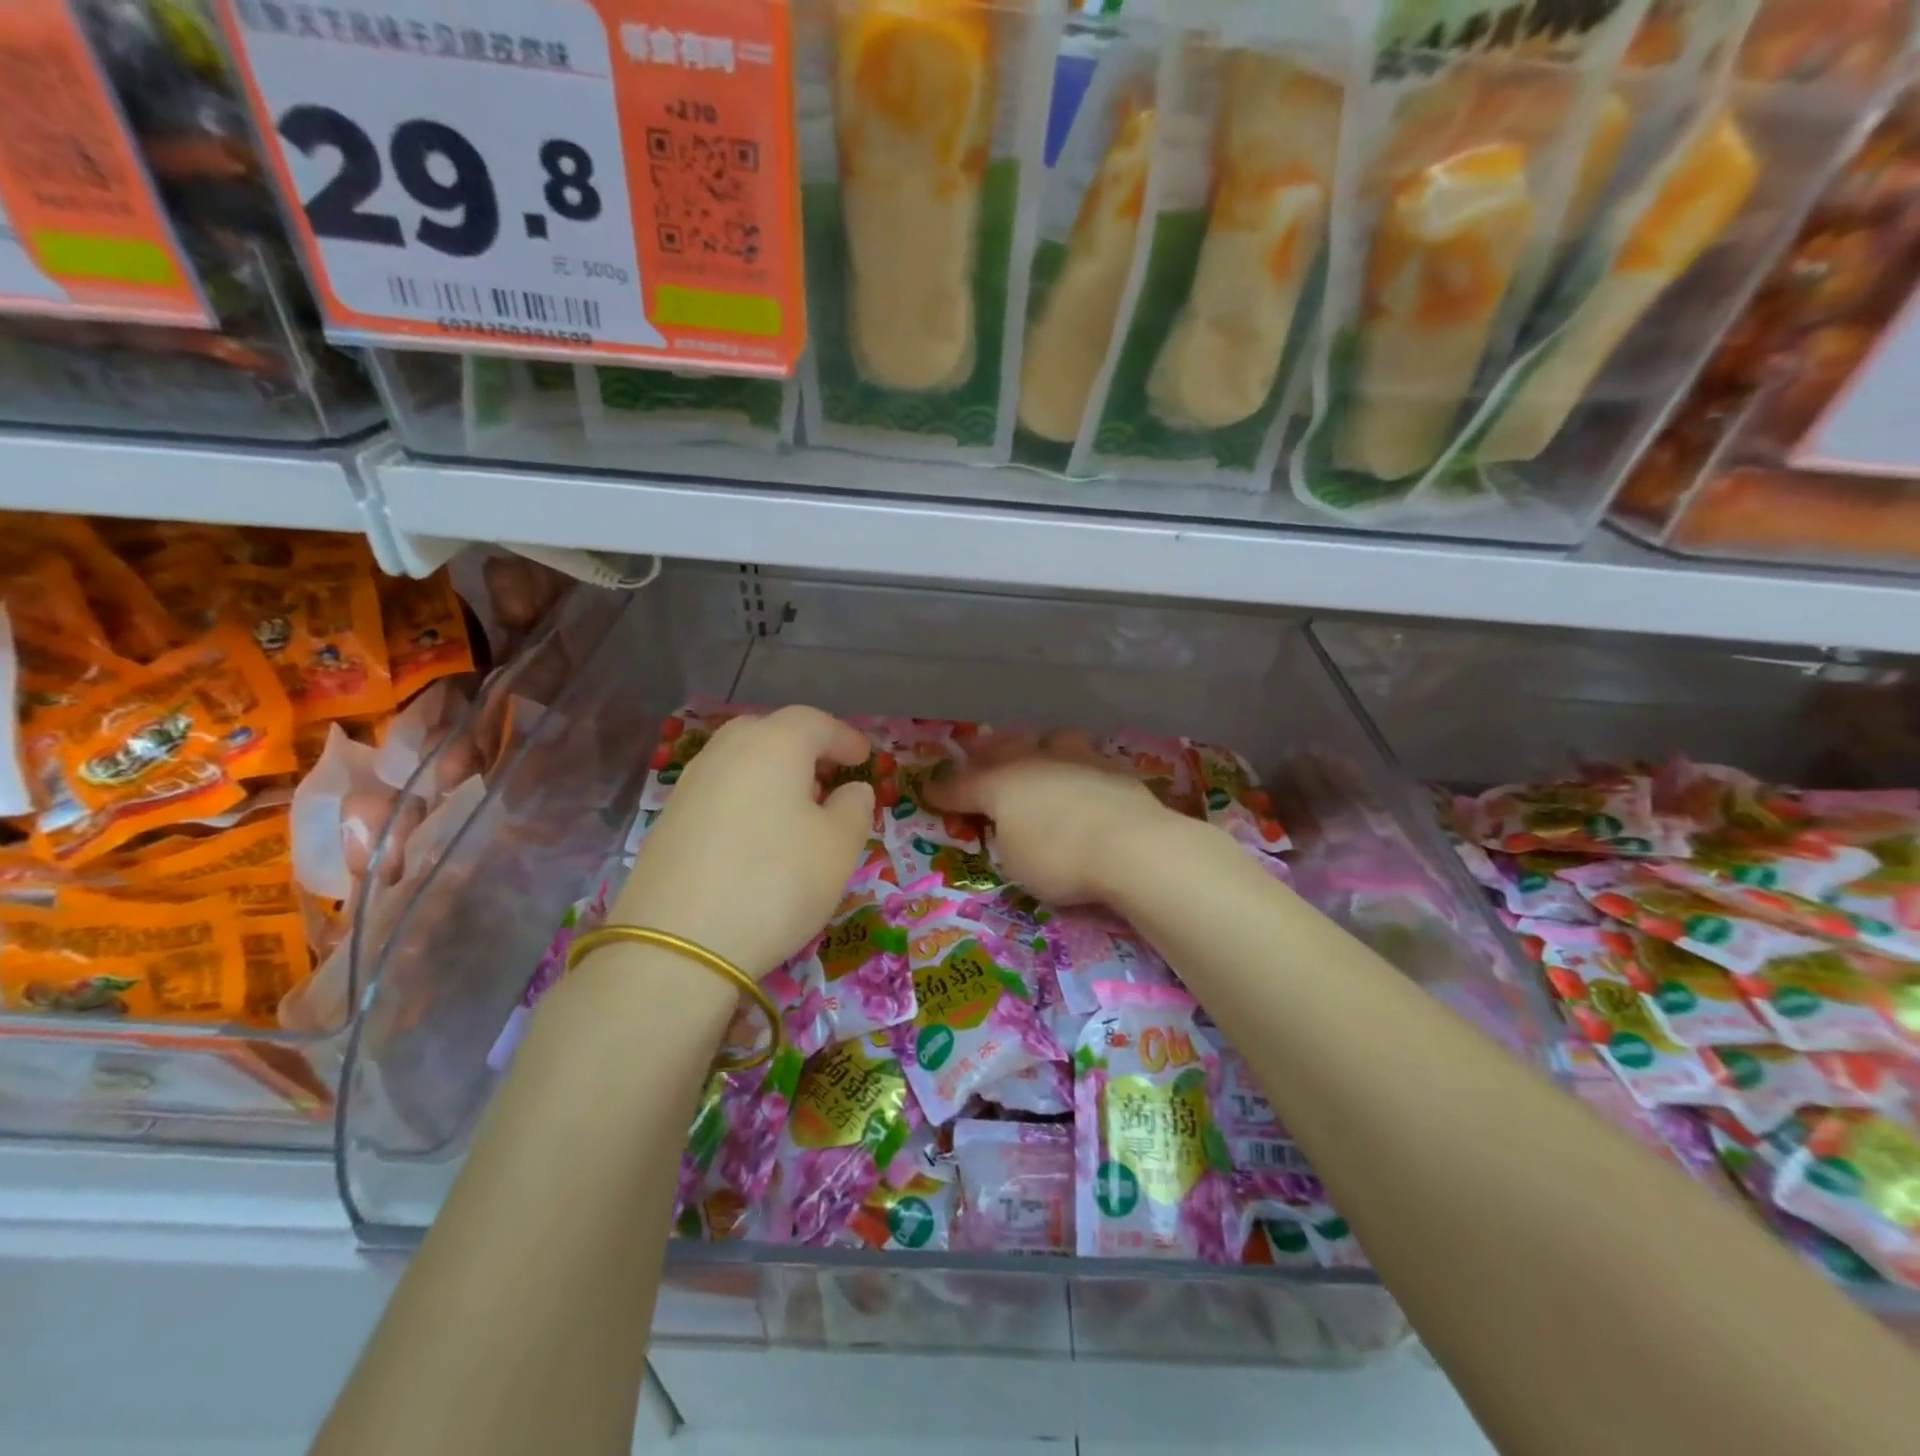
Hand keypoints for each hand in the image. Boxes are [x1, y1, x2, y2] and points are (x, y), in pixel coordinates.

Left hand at [614, 706, 874, 978]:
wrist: (678, 944)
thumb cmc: (777, 881)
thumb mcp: (839, 847)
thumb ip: (854, 808)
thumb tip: (852, 790)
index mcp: (774, 743)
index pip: (816, 723)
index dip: (845, 738)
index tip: (865, 759)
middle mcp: (727, 750)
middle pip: (771, 732)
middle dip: (804, 748)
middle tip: (827, 777)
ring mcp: (691, 783)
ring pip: (740, 760)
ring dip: (772, 773)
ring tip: (795, 808)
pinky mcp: (668, 819)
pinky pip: (719, 791)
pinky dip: (745, 798)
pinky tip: (756, 835)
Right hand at [923, 731, 1187, 905]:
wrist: (1133, 846)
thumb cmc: (1060, 858)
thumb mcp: (1015, 861)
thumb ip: (1005, 836)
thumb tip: (1010, 824)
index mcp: (1002, 783)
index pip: (962, 785)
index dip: (944, 791)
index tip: (929, 791)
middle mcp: (1036, 761)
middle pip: (1003, 750)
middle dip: (985, 756)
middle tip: (976, 758)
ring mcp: (1077, 758)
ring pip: (1048, 741)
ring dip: (1035, 748)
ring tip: (1033, 753)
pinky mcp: (1113, 768)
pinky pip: (1084, 757)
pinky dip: (1074, 764)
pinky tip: (1080, 774)